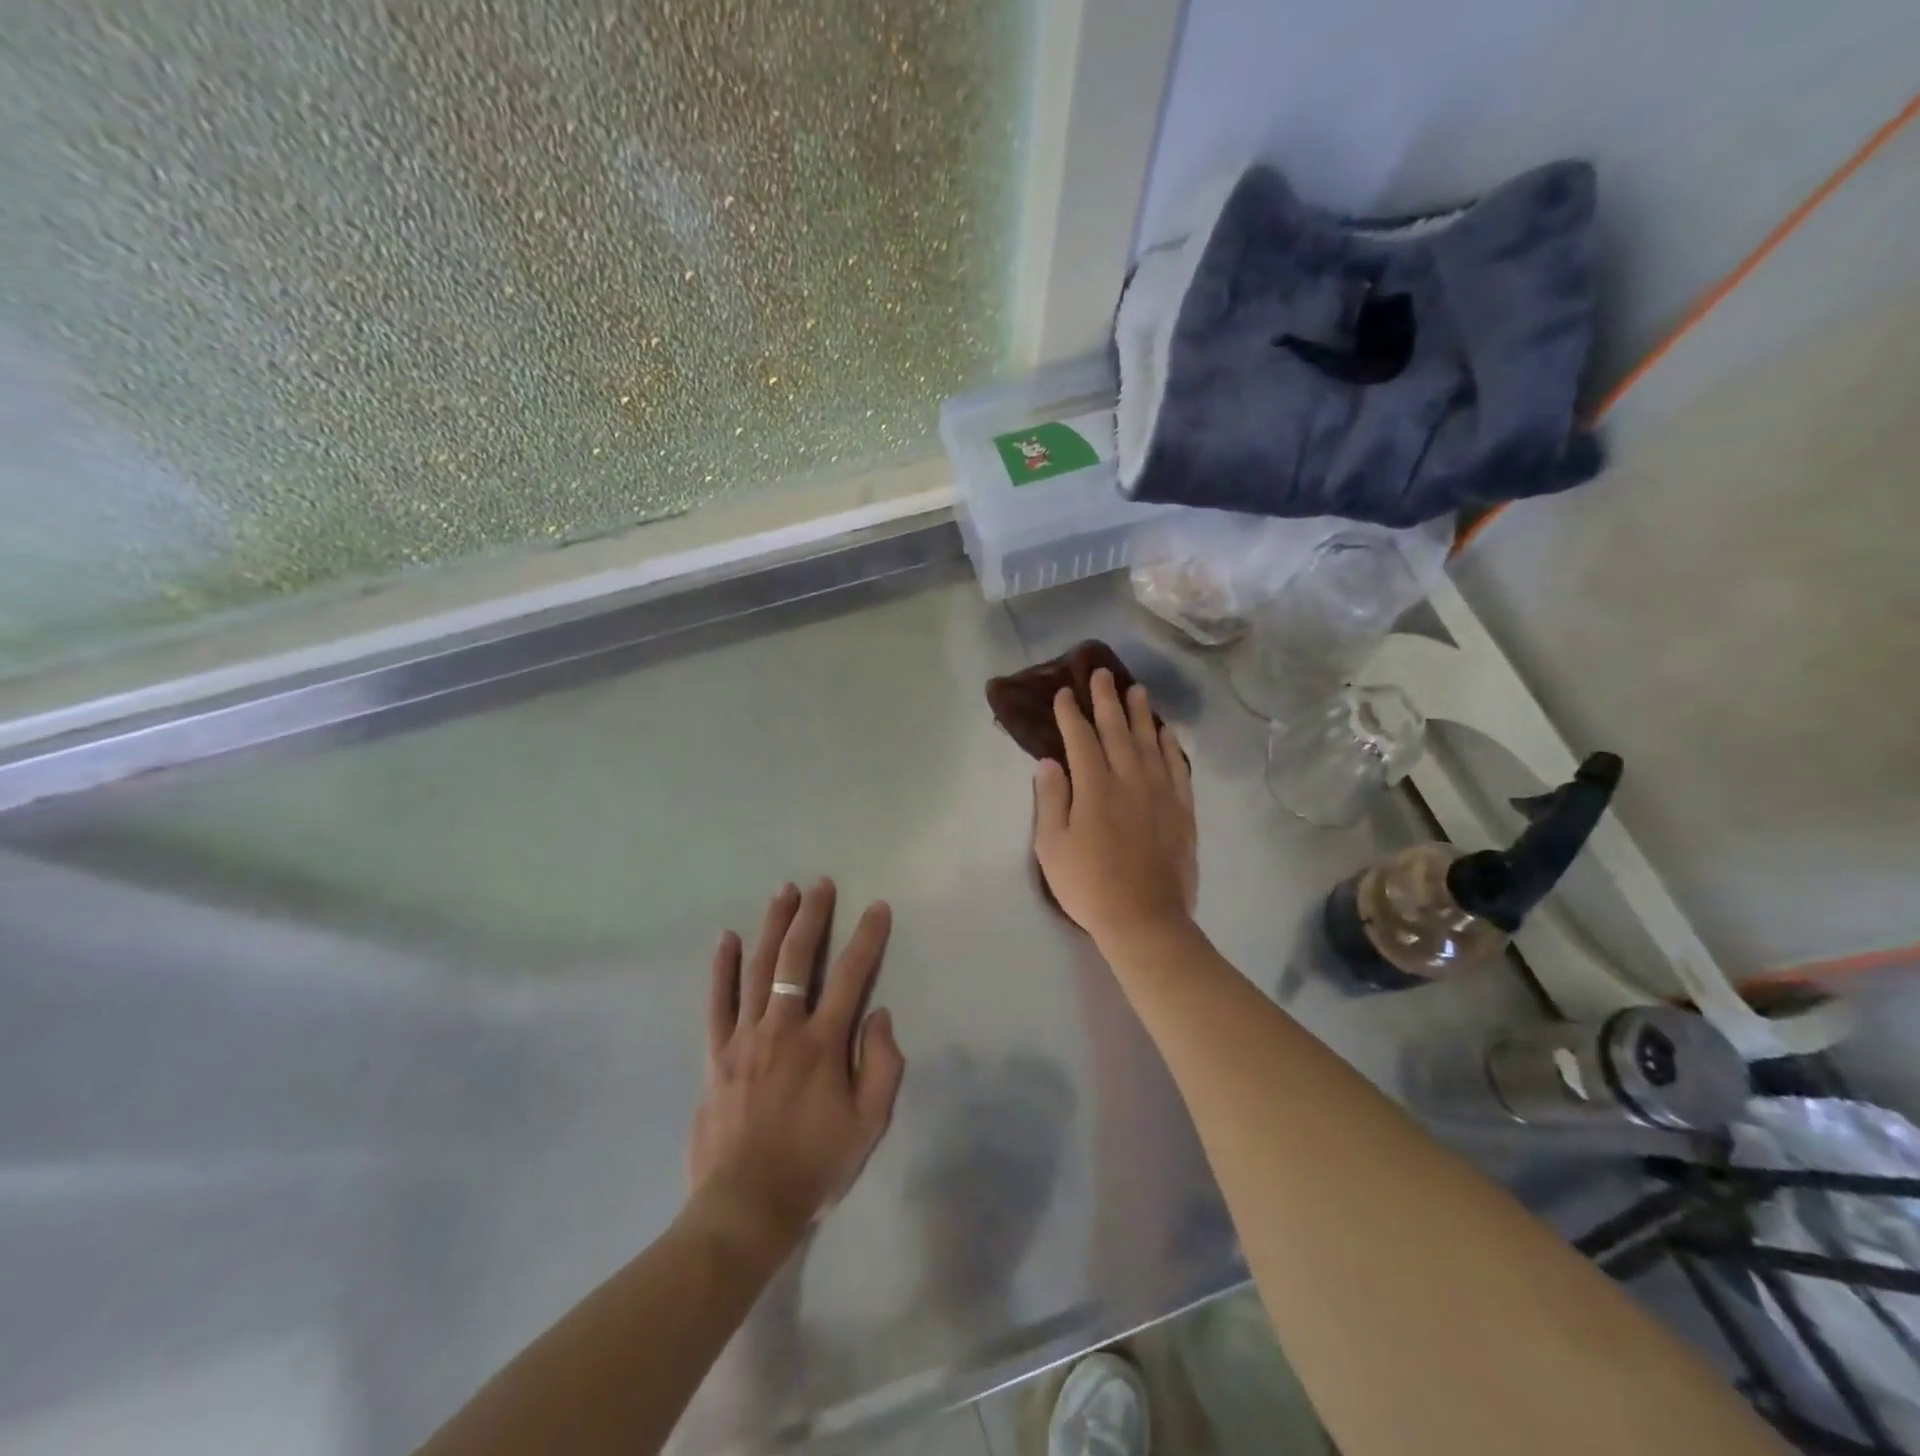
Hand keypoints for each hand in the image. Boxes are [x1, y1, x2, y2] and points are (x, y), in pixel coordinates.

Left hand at [688, 879, 906, 1253]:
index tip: (878, 907)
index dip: (867, 938)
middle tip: (821, 885)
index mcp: (822, 1044)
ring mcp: (743, 1038)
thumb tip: (878, 1014)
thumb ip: (881, 1065)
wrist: (745, 1208)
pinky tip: (727, 938)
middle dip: (812, 917)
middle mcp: (782, 1029)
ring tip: (784, 892)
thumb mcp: (868, 1124)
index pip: (850, 976)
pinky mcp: (715, 1054)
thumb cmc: (814, 1166)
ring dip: (772, 926)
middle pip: (797, 960)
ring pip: (758, 969)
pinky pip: (717, 1002)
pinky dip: (722, 968)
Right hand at [1033, 669, 1196, 949]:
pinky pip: (1178, 767)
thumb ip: (1051, 799)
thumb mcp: (1052, 846)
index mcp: (1094, 786)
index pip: (1080, 738)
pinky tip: (1167, 733)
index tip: (1063, 693)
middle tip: (1102, 674)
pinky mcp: (1182, 809)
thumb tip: (1049, 762)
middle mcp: (1129, 779)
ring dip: (1142, 714)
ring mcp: (1160, 792)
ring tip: (1137, 690)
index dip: (1070, 714)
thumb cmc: (1089, 885)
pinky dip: (1172, 746)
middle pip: (1117, 730)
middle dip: (1106, 700)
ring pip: (1150, 742)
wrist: (1144, 918)